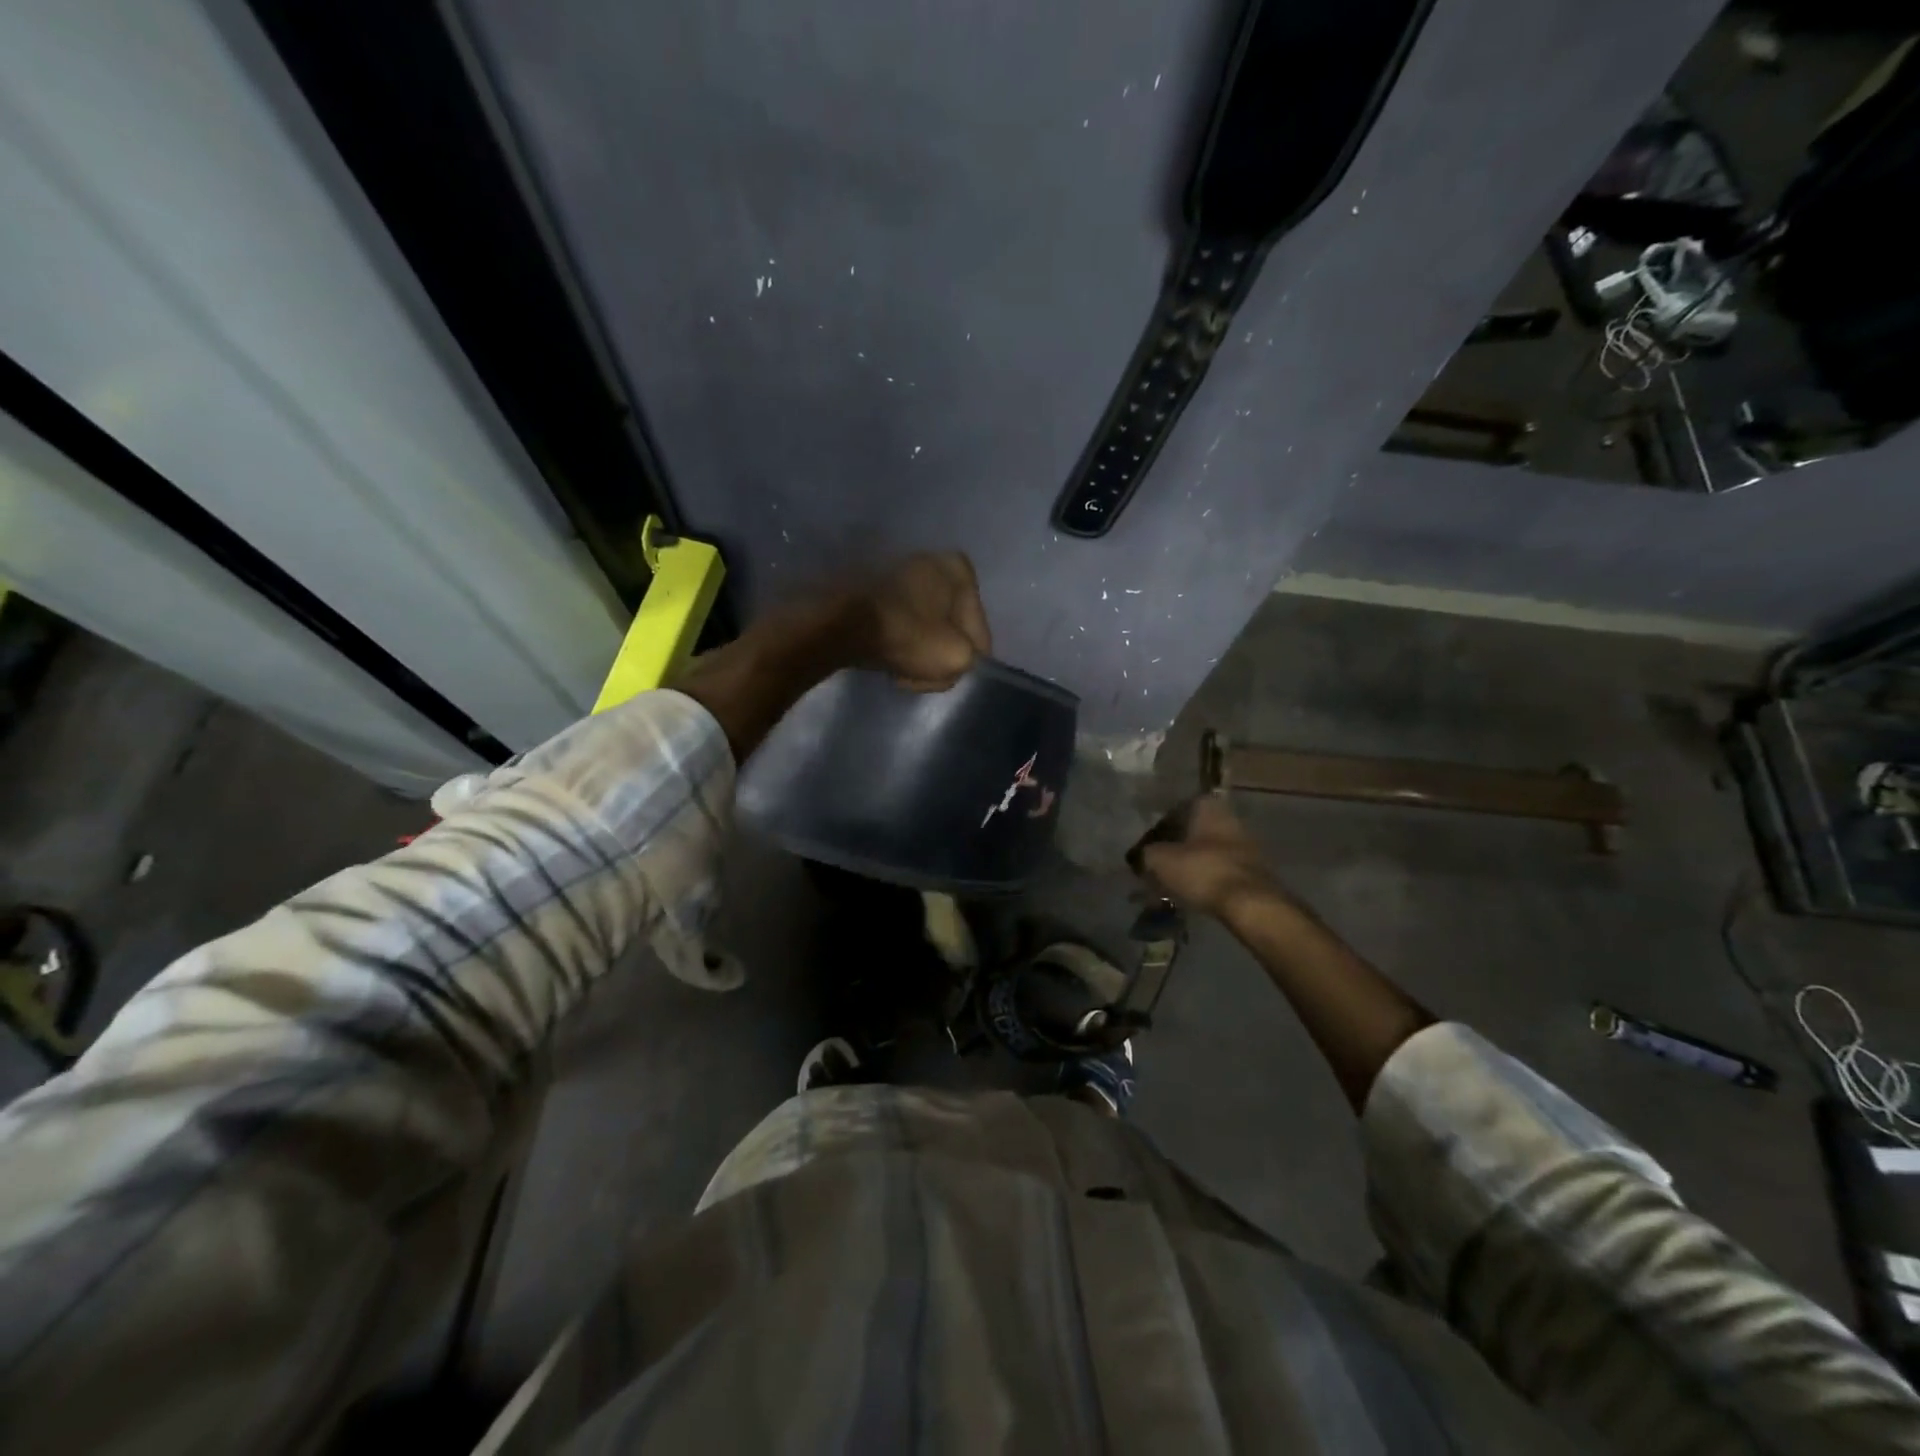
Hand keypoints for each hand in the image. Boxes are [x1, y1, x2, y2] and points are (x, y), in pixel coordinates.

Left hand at [862, 552, 991, 690]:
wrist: (839, 624)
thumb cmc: (906, 635)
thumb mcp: (956, 657)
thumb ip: (970, 660)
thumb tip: (957, 658)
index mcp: (960, 570)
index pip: (978, 632)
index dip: (966, 662)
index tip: (944, 675)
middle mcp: (933, 561)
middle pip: (950, 629)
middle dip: (937, 657)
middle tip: (919, 677)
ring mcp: (900, 571)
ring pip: (924, 629)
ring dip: (916, 653)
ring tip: (899, 671)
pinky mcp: (873, 588)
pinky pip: (899, 624)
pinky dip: (896, 642)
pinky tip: (886, 657)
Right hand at [1137, 796, 1281, 918]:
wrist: (1250, 903)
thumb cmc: (1202, 870)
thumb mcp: (1160, 860)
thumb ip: (1146, 853)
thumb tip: (1142, 855)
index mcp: (1207, 806)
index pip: (1175, 810)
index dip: (1158, 829)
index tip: (1147, 848)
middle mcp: (1229, 818)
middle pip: (1192, 831)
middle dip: (1174, 848)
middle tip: (1157, 866)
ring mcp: (1244, 844)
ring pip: (1206, 851)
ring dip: (1189, 864)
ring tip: (1171, 883)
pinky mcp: (1253, 870)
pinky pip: (1219, 869)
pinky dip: (1204, 878)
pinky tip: (1191, 893)